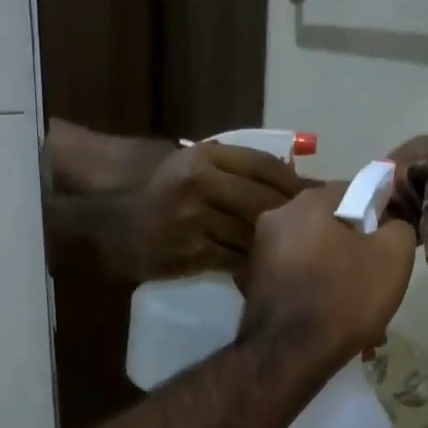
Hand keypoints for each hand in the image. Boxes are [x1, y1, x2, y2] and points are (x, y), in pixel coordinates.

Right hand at [129, 142, 307, 278]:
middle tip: (317, 232)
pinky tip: (267, 271)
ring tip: (297, 254)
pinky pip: (235, 260)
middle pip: (265, 201)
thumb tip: (290, 180)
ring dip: (276, 246)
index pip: (265, 166)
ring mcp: (195, 220)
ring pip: (252, 233)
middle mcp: (200, 184)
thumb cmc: (156, 193)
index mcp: (204, 157)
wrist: (109, 226)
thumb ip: (231, 168)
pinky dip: (253, 265)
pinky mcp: (190, 253)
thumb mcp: (189, 166)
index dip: (295, 183)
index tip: (318, 196)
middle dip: (293, 218)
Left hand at [239, 184, 418, 371]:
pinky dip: (314, 292)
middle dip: (354, 250)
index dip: (376, 214)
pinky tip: (330, 319)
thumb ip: (398, 226)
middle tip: (374, 280)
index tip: (388, 245)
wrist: (289, 355)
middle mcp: (275, 219)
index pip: (352, 191)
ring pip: (313, 255)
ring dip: (336, 275)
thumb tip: (388, 224)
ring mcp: (260, 253)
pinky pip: (296, 278)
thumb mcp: (393, 256)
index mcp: (306, 203)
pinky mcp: (254, 284)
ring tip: (356, 309)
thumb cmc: (344, 298)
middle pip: (329, 225)